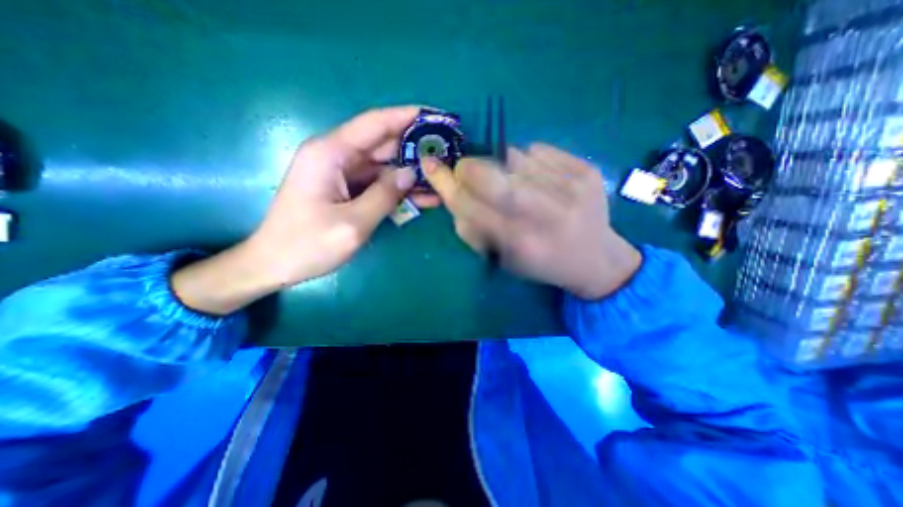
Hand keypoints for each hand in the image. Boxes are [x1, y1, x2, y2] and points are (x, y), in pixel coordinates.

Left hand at [175, 104, 424, 312]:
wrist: (275, 264)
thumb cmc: (307, 245)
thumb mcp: (353, 224)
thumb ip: (384, 196)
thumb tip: (411, 173)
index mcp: (330, 154)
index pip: (374, 124)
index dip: (405, 117)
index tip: (434, 116)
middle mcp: (336, 157)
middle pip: (382, 144)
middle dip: (414, 148)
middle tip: (446, 153)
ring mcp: (342, 174)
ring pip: (384, 166)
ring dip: (411, 174)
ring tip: (441, 179)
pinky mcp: (347, 190)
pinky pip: (378, 184)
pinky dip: (399, 190)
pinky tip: (423, 198)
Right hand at [424, 142, 640, 297]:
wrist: (597, 258)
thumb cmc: (542, 263)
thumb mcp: (502, 259)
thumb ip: (473, 229)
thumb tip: (454, 193)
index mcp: (522, 243)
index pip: (470, 206)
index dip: (446, 184)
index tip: (431, 165)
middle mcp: (546, 214)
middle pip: (492, 176)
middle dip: (469, 167)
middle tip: (465, 169)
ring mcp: (571, 187)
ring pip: (514, 157)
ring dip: (500, 165)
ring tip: (511, 181)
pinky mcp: (586, 170)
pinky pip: (538, 150)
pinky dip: (527, 160)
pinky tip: (537, 177)